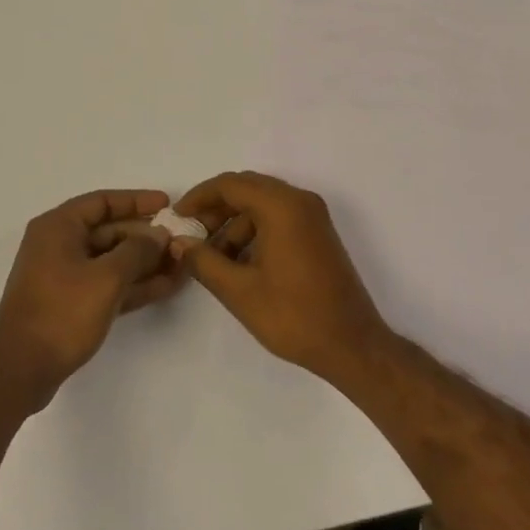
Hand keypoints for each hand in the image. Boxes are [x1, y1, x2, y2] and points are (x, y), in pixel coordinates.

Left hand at [0, 188, 184, 408]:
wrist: (20, 371)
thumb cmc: (61, 313)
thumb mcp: (106, 278)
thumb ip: (137, 251)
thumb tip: (159, 234)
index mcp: (58, 227)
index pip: (102, 202)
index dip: (136, 200)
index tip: (167, 204)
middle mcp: (58, 245)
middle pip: (109, 231)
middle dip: (146, 237)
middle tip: (180, 241)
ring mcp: (64, 276)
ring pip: (111, 260)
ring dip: (145, 263)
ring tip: (181, 264)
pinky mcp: (70, 303)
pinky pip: (107, 284)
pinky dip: (133, 284)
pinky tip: (166, 286)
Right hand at [170, 171, 392, 385]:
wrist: (352, 345)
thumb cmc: (294, 316)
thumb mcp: (239, 291)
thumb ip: (204, 261)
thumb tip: (179, 243)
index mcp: (282, 206)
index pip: (231, 184)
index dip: (199, 197)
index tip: (177, 217)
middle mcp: (300, 201)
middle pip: (247, 189)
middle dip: (216, 209)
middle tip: (191, 235)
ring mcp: (313, 217)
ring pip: (262, 205)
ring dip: (235, 224)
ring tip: (213, 259)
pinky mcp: (318, 234)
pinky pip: (279, 218)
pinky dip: (255, 232)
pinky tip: (239, 263)